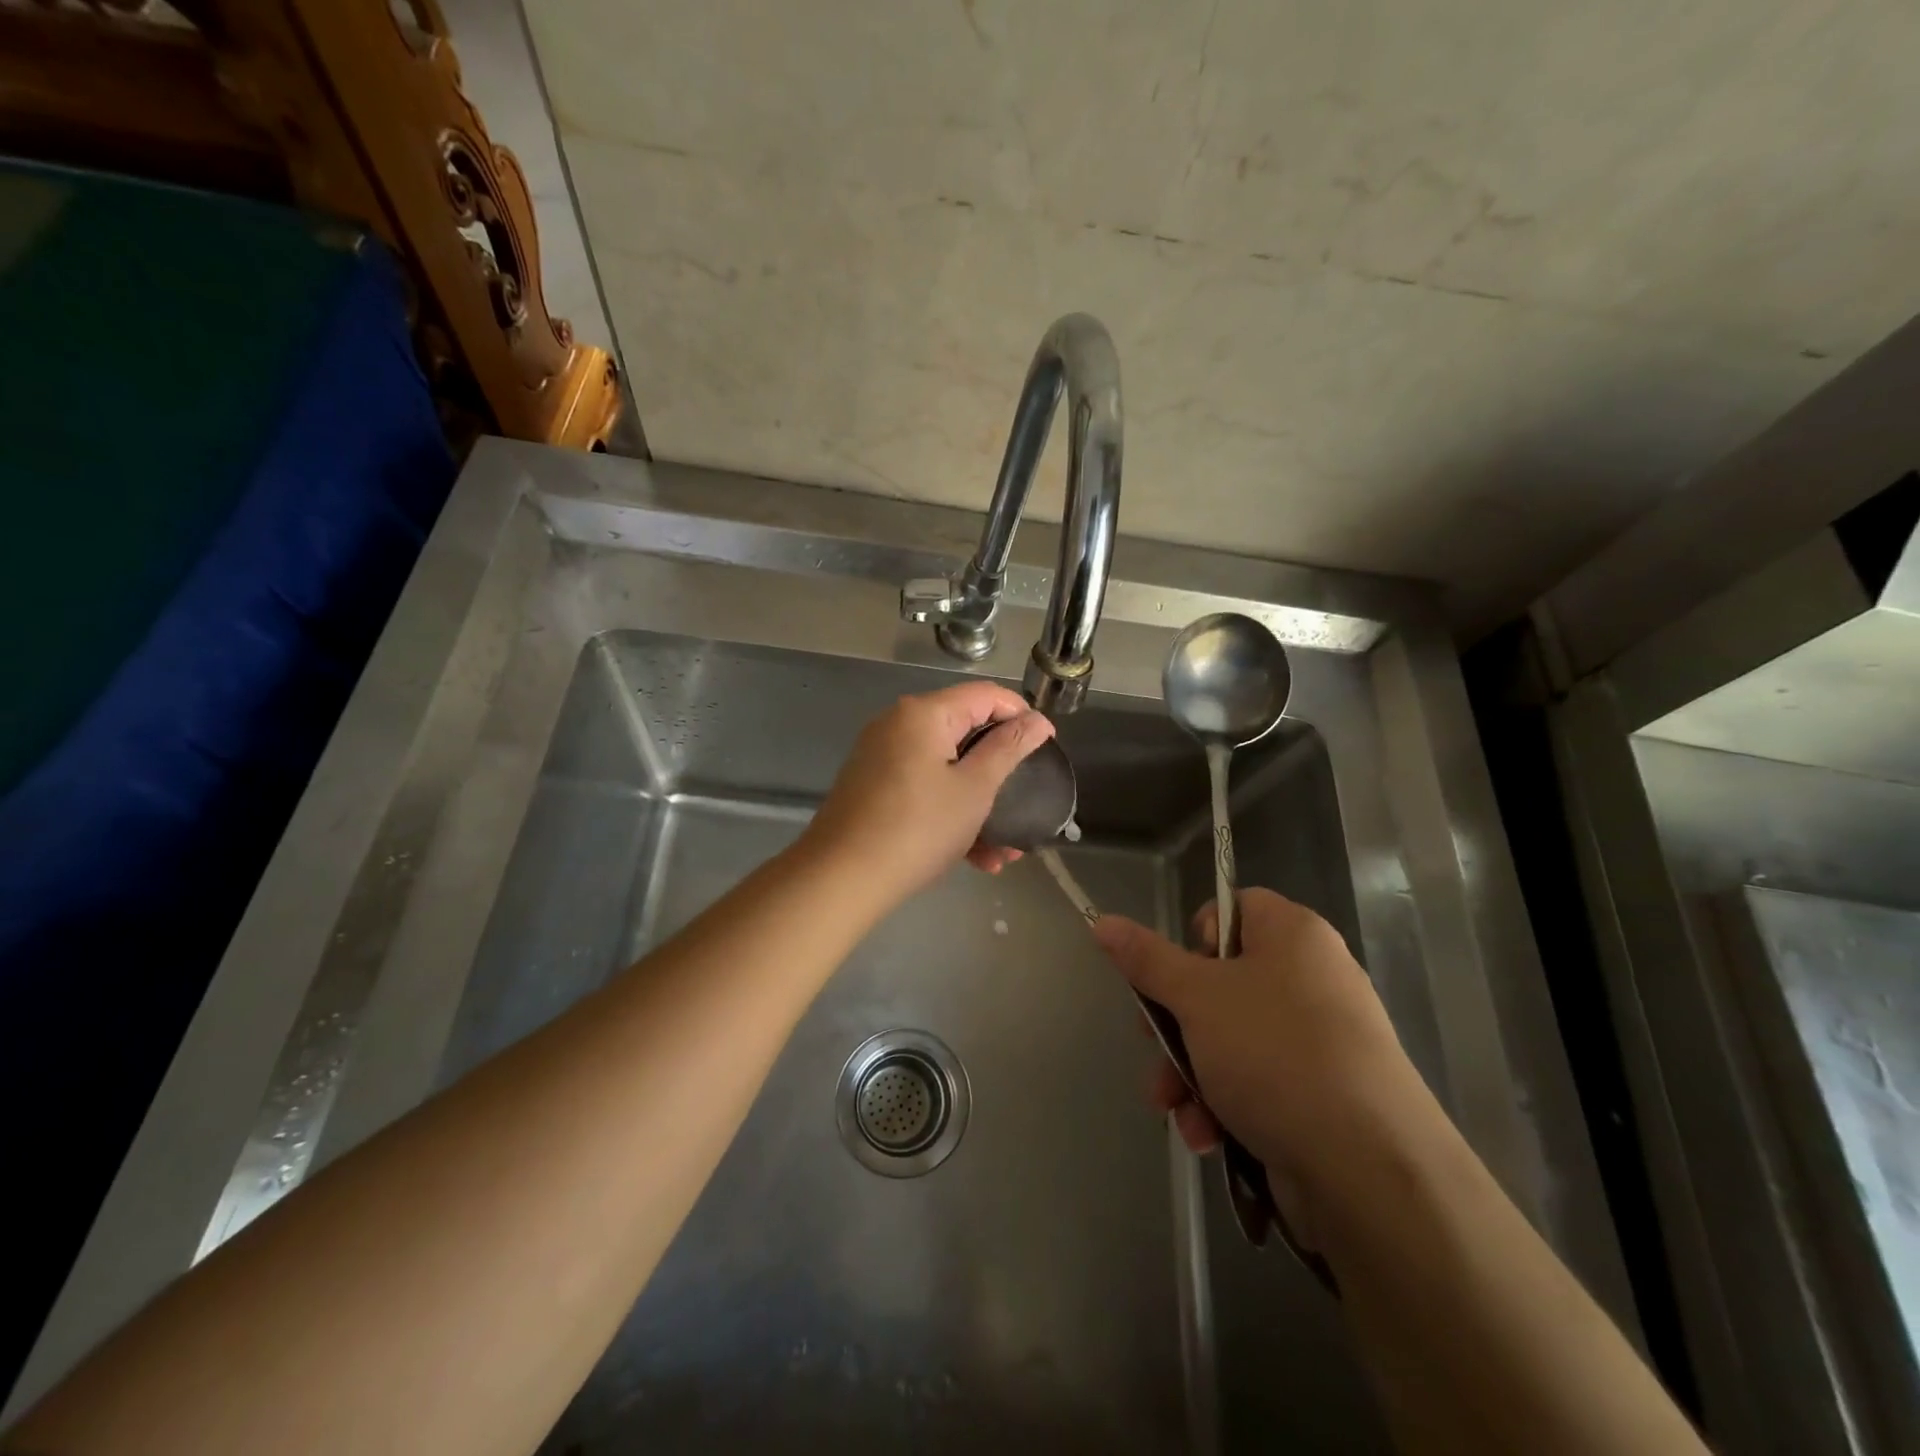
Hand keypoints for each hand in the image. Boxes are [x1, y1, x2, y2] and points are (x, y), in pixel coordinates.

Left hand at [802, 681, 1055, 907]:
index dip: (1021, 715)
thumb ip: (1009, 748)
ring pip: (946, 769)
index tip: (1048, 746)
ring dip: (979, 803)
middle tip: (1027, 800)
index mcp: (923, 713)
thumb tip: (1037, 720)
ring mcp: (882, 757)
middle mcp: (898, 725)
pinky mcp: (873, 787)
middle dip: (1000, 770)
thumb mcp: (974, 789)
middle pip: (964, 732)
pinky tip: (975, 857)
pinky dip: (950, 813)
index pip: (985, 695)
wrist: (840, 879)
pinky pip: (923, 789)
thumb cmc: (918, 828)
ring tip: (1005, 848)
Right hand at [1092, 889, 1421, 1178]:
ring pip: (1229, 1037)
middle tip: (1152, 1045)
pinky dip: (1224, 1102)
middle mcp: (1310, 977)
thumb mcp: (1196, 997)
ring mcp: (1319, 1038)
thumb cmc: (1274, 1053)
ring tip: (1174, 1109)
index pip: (1230, 910)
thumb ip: (1146, 959)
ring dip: (1190, 1072)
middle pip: (1219, 981)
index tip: (1172, 978)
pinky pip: (1257, 1079)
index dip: (1192, 940)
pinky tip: (1206, 1135)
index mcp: (1292, 934)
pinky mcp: (1321, 1092)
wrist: (1369, 1171)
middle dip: (1175, 1025)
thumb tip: (1103, 921)